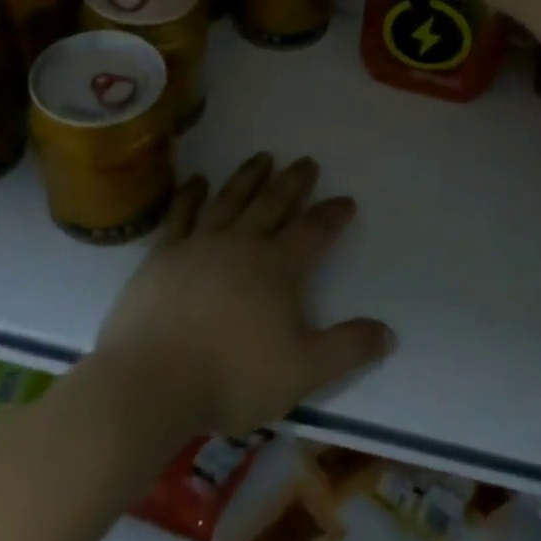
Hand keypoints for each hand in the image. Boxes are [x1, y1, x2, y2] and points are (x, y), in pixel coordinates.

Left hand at [93, 154, 395, 437]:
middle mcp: (241, 245)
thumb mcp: (304, 371)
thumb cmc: (232, 377)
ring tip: (262, 157)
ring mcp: (198, 245)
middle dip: (293, 182)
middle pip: (273, 203)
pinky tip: (197, 181)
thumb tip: (388, 332)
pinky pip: (180, 214)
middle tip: (306, 161)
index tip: (346, 200)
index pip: (314, 231)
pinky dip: (191, 195)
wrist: (151, 383)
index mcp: (277, 268)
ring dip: (248, 177)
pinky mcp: (162, 256)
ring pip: (230, 200)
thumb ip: (348, 349)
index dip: (332, 214)